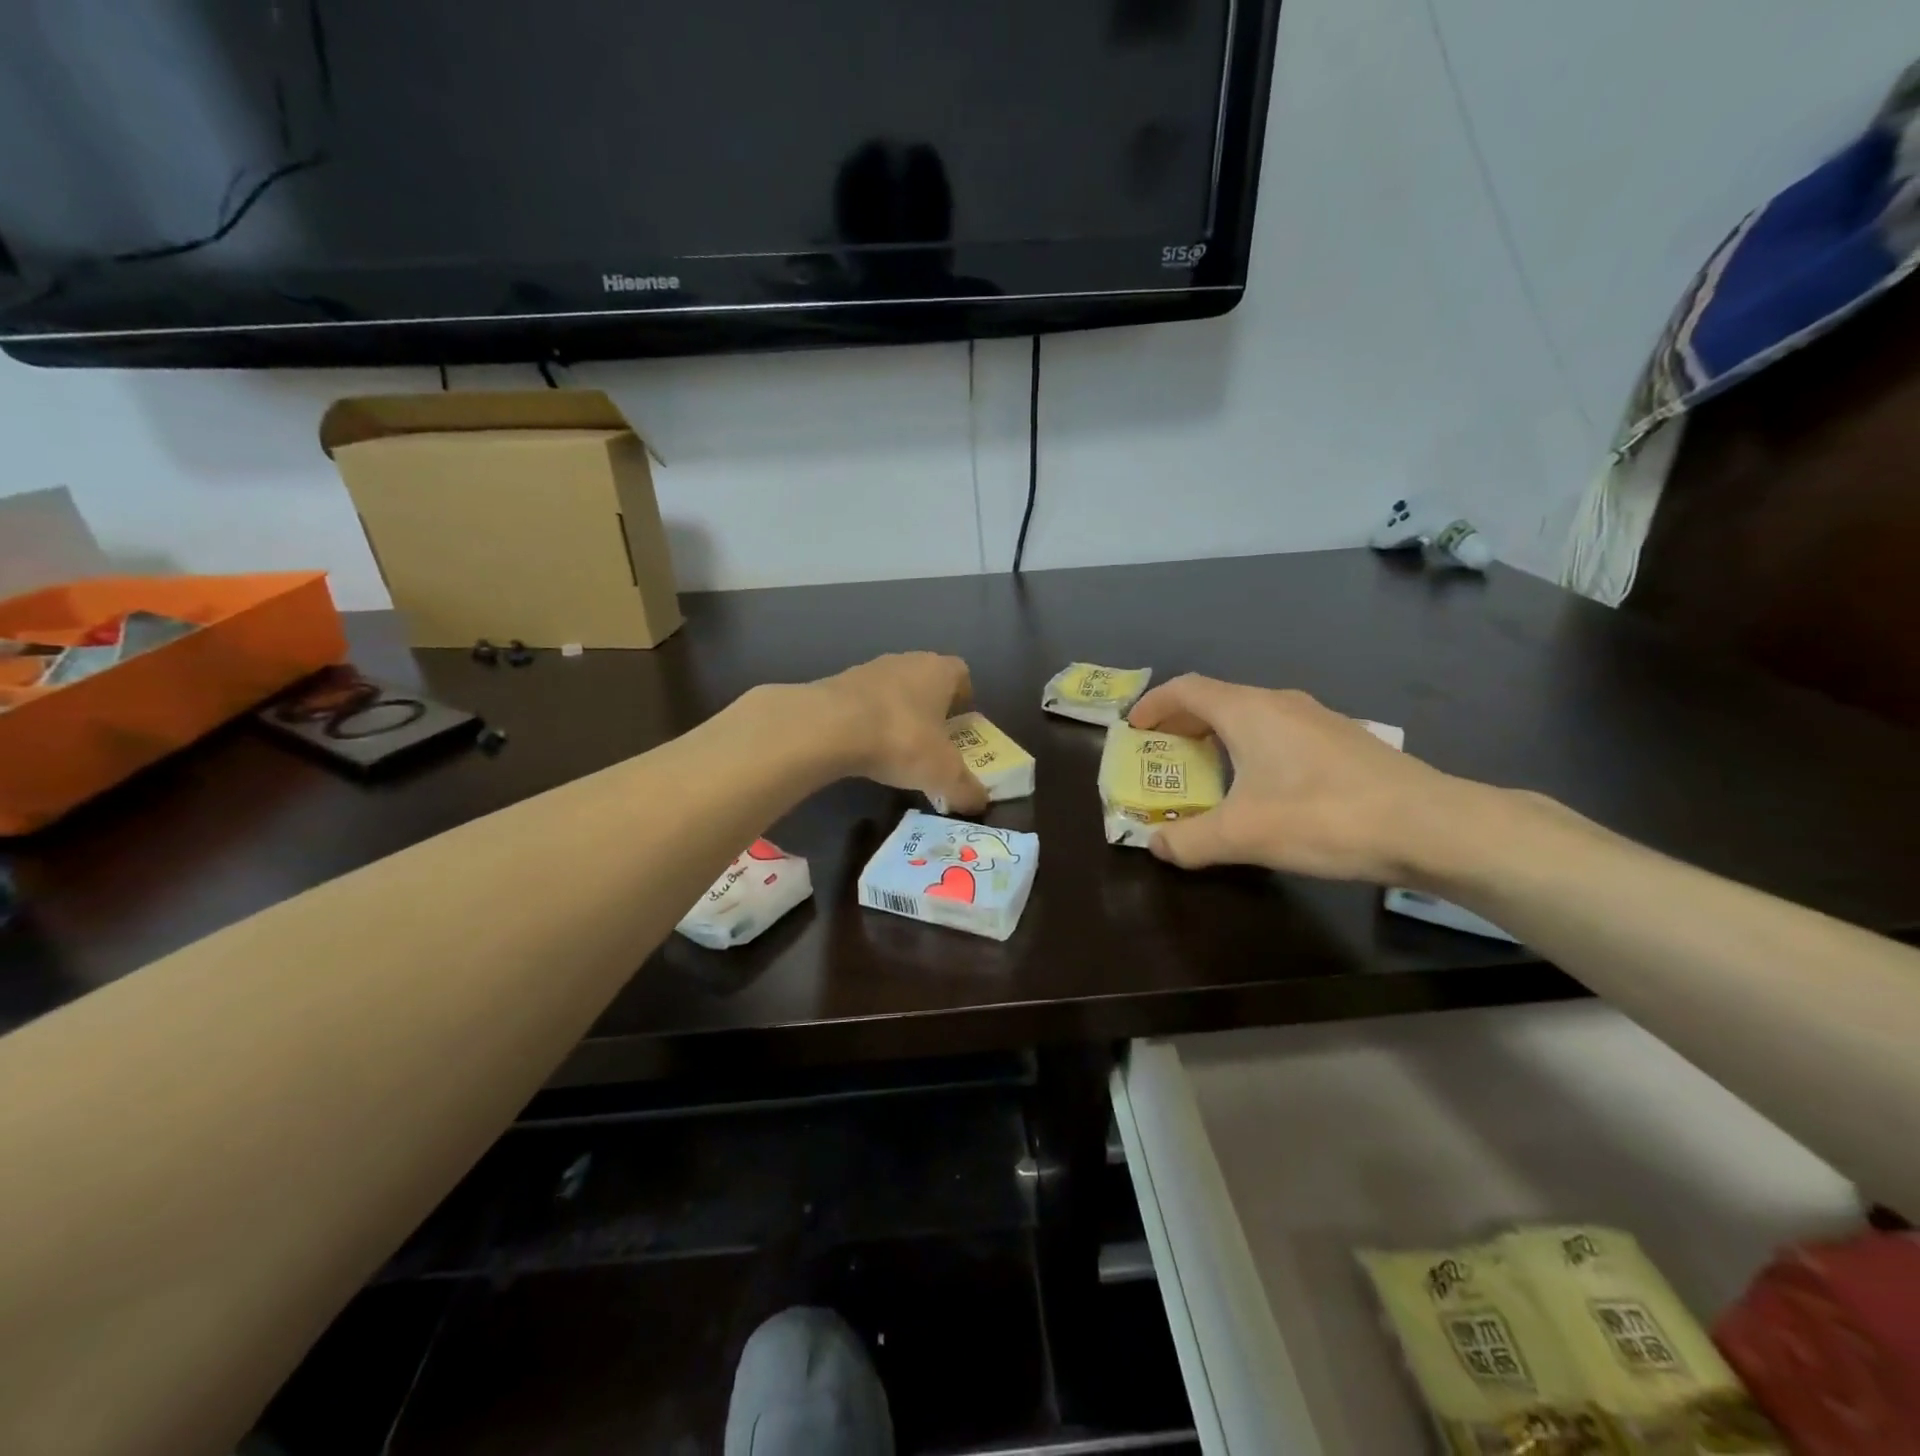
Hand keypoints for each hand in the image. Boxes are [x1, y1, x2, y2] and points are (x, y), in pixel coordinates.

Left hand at [811, 653, 988, 813]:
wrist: (829, 727)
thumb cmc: (902, 739)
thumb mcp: (943, 773)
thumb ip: (965, 789)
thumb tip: (980, 804)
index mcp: (939, 670)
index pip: (961, 675)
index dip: (964, 700)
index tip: (961, 728)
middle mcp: (907, 661)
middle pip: (926, 681)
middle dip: (931, 710)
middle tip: (931, 744)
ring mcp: (869, 669)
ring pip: (893, 691)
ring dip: (897, 714)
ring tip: (895, 750)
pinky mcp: (837, 684)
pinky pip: (863, 703)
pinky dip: (867, 722)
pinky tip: (864, 748)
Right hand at [1127, 675, 1474, 881]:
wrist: (1431, 826)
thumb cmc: (1324, 817)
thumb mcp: (1243, 835)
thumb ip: (1189, 840)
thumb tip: (1156, 844)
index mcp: (1248, 711)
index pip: (1186, 689)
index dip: (1153, 705)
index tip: (1133, 729)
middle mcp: (1280, 703)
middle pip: (1216, 699)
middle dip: (1181, 722)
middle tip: (1161, 754)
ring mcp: (1316, 718)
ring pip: (1251, 715)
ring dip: (1218, 735)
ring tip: (1206, 770)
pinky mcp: (1342, 741)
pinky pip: (1278, 731)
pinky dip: (1251, 747)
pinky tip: (1261, 786)